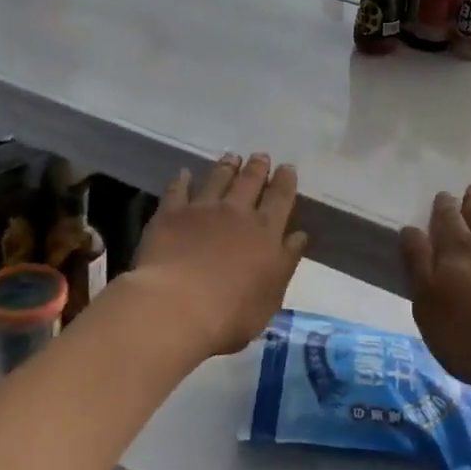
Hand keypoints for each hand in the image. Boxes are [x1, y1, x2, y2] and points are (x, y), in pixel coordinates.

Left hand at [133, 153, 308, 356]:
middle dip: (257, 167)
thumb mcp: (271, 297)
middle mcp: (236, 213)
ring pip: (217, 179)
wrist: (177, 306)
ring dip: (226, 166)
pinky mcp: (170, 214)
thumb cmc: (231, 313)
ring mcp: (202, 210)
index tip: (287, 168)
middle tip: (261, 156)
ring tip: (231, 157)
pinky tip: (183, 174)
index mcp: (265, 233)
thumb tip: (299, 236)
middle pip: (250, 182)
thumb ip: (285, 263)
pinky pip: (177, 190)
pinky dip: (181, 180)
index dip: (285, 181)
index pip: (281, 198)